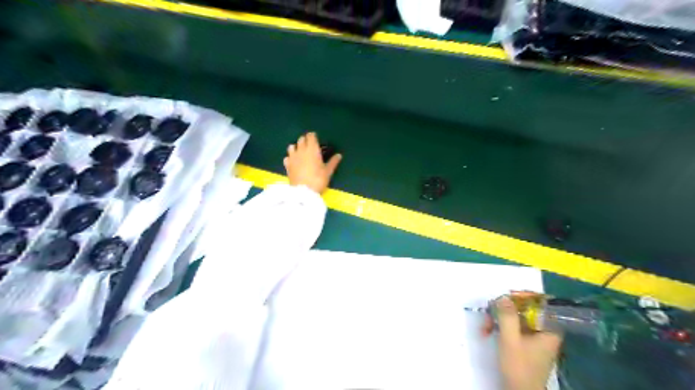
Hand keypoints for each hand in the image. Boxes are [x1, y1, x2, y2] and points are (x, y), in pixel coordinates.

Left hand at [283, 133, 342, 193]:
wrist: (303, 192)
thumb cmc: (318, 180)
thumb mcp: (328, 172)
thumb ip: (333, 162)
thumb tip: (339, 155)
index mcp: (312, 149)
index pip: (311, 136)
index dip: (313, 136)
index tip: (316, 139)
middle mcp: (301, 150)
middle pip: (301, 139)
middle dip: (305, 140)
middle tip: (310, 145)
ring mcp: (292, 157)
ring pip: (291, 146)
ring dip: (296, 147)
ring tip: (300, 152)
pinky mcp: (287, 165)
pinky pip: (287, 157)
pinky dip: (290, 157)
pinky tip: (293, 162)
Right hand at [484, 293, 564, 389]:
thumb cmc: (519, 367)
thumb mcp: (510, 339)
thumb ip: (508, 316)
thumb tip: (504, 296)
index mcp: (549, 330)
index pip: (541, 304)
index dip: (524, 296)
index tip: (507, 295)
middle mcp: (545, 332)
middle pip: (526, 310)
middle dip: (505, 310)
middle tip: (490, 310)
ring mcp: (536, 339)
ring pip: (518, 319)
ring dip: (500, 319)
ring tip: (486, 325)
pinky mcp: (527, 345)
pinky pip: (515, 328)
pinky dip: (502, 328)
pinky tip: (488, 331)